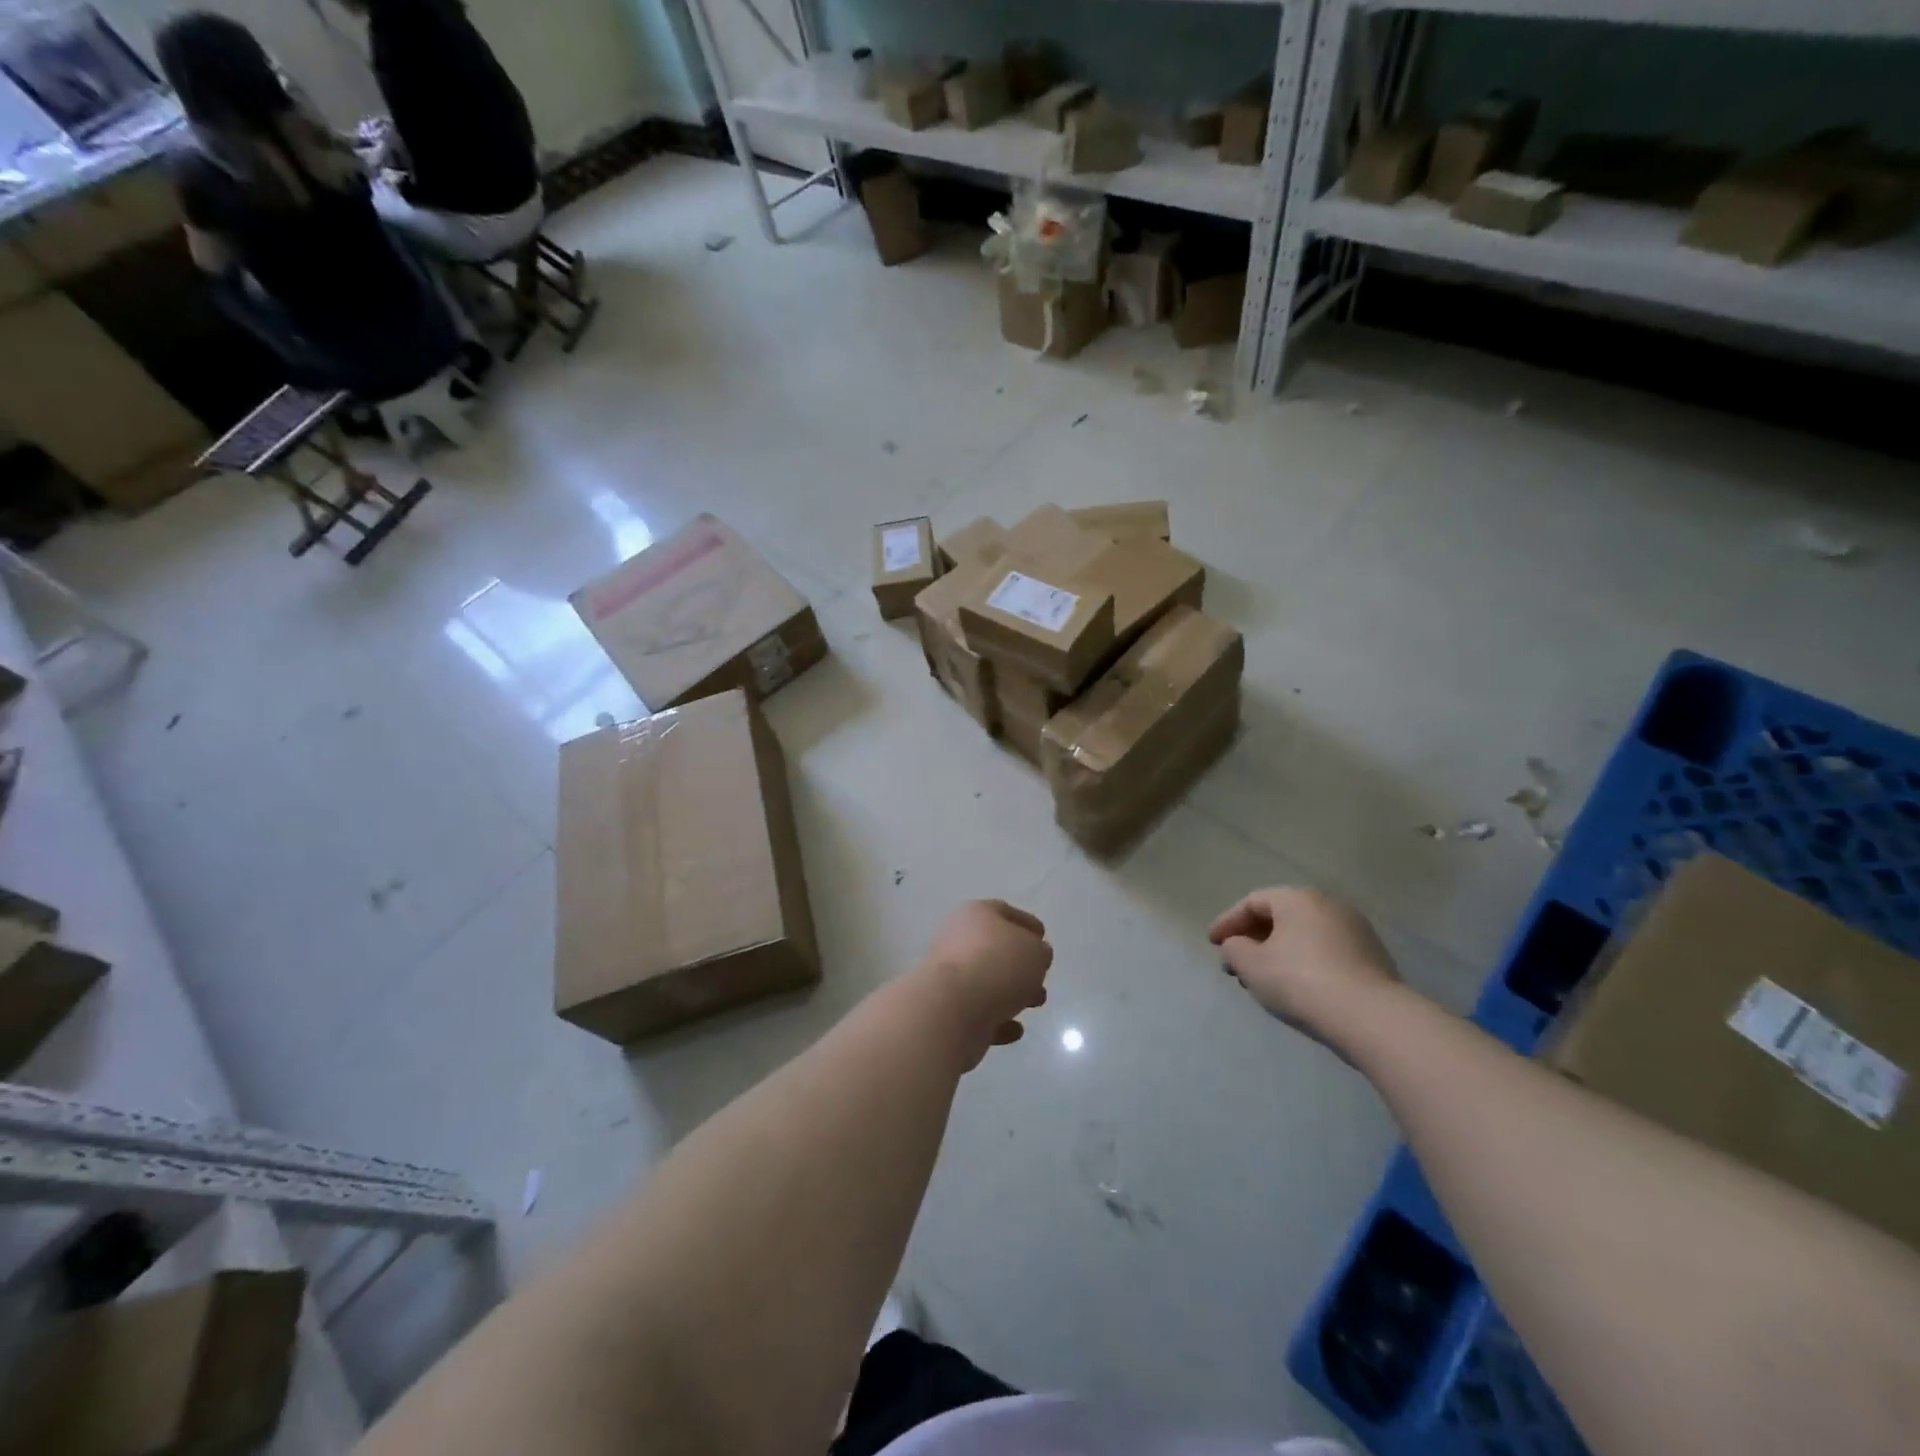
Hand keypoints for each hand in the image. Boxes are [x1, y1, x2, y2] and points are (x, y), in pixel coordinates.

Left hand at [921, 901, 1052, 1068]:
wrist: (953, 1008)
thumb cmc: (998, 965)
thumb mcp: (1035, 951)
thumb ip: (1039, 951)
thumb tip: (1034, 957)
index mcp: (976, 914)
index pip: (1005, 912)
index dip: (1026, 924)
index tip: (1043, 939)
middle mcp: (958, 939)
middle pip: (995, 948)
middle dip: (1022, 964)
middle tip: (1041, 978)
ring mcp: (950, 975)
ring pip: (988, 981)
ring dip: (1012, 992)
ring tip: (1034, 1003)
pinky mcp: (948, 1009)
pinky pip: (979, 1012)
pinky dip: (998, 1019)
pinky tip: (1014, 1028)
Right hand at [1208, 887, 1399, 1039]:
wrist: (1372, 1018)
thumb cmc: (1301, 981)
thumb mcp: (1251, 966)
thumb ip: (1234, 950)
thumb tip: (1236, 947)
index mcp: (1298, 898)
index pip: (1252, 902)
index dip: (1227, 922)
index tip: (1212, 944)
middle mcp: (1329, 905)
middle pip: (1280, 917)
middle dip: (1253, 939)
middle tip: (1236, 962)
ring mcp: (1356, 931)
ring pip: (1304, 936)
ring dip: (1279, 953)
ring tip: (1264, 979)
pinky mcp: (1374, 958)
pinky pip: (1327, 953)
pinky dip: (1305, 964)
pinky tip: (1297, 988)